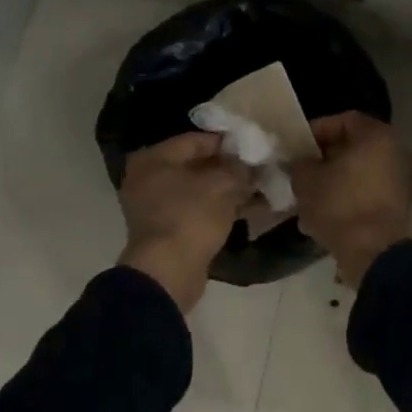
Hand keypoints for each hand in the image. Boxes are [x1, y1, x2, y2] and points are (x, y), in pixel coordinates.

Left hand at [117, 132, 253, 311]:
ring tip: (262, 188)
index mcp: (153, 159)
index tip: (253, 147)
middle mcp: (149, 179)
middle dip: (230, 168)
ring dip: (230, 189)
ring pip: (200, 190)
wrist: (168, 272)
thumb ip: (239, 168)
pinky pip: (199, 211)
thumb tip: (251, 165)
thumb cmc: (191, 216)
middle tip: (259, 168)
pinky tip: (252, 209)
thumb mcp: (222, 184)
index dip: (227, 142)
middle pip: (197, 165)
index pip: (195, 140)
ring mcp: (156, 207)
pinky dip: (222, 208)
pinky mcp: (169, 231)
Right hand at [288, 112, 411, 286]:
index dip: (315, 132)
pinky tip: (325, 214)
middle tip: (301, 171)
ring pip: (359, 172)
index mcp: (377, 135)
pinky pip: (367, 192)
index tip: (295, 148)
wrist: (373, 252)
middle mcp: (396, 151)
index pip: (342, 120)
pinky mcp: (399, 205)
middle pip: (353, 147)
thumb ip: (299, 162)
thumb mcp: (306, 179)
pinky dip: (348, 198)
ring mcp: (401, 179)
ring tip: (309, 196)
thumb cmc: (339, 205)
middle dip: (324, 159)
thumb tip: (300, 162)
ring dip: (334, 180)